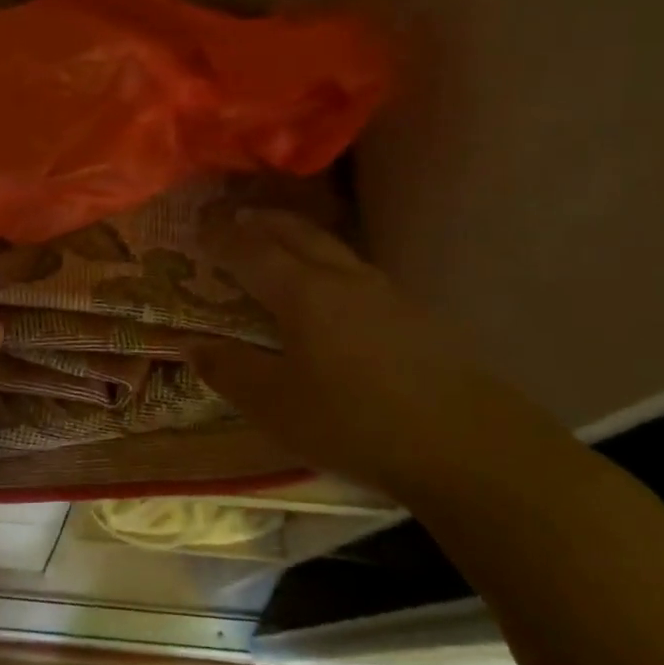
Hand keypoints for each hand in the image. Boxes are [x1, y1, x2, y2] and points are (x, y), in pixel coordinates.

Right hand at [190, 210, 536, 498]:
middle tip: (237, 217)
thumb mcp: (275, 405)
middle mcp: (342, 279)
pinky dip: (329, 263)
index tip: (199, 227)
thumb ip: (230, 371)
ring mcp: (386, 294)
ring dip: (299, 237)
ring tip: (280, 243)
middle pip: (297, 234)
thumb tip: (193, 347)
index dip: (222, 238)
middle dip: (263, 222)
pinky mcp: (416, 316)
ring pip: (333, 249)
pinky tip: (333, 289)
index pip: (251, 251)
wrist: (470, 446)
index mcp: (302, 292)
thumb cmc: (355, 421)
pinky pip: (357, 272)